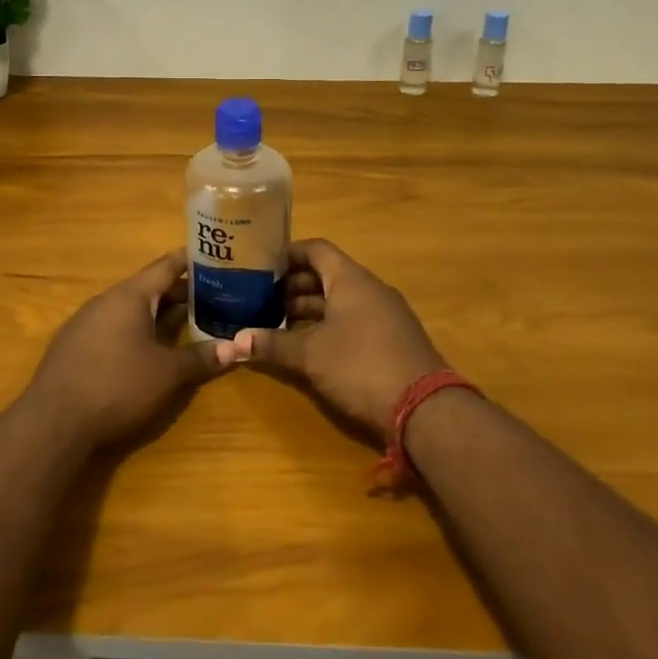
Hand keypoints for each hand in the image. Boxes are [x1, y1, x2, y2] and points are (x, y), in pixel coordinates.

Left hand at [26, 250, 226, 450]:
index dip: (192, 261)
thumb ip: (202, 358)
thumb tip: (236, 349)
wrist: (54, 424)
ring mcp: (86, 324)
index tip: (216, 258)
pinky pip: (115, 328)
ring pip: (131, 310)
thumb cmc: (117, 386)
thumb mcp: (168, 374)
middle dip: (181, 293)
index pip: (166, 266)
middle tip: (214, 296)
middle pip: (149, 288)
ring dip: (159, 314)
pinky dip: (138, 331)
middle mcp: (106, 301)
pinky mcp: (76, 348)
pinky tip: (151, 350)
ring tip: (189, 321)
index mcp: (129, 296)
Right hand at [218, 239, 447, 438]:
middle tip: (260, 299)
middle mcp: (370, 289)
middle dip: (292, 286)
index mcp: (351, 279)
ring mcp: (384, 315)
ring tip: (276, 324)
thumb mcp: (309, 355)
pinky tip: (308, 347)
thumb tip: (232, 343)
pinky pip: (352, 321)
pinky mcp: (391, 340)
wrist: (425, 408)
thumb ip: (271, 345)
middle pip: (326, 276)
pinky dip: (327, 326)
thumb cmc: (360, 366)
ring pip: (339, 301)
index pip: (316, 249)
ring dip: (309, 309)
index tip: (260, 264)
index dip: (287, 254)